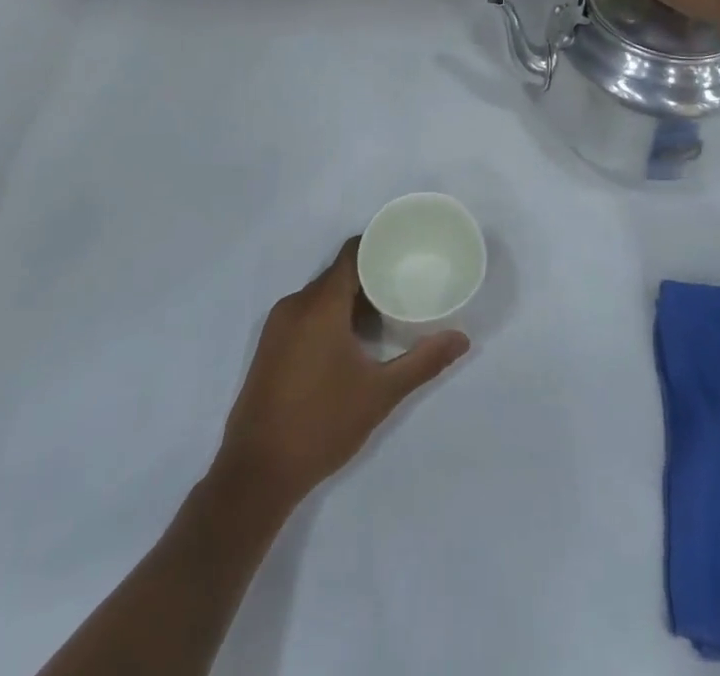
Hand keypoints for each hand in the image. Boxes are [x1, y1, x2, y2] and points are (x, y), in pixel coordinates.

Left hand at [218, 239, 468, 509]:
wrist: (256, 474)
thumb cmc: (322, 424)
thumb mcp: (380, 393)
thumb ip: (423, 361)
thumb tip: (462, 339)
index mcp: (320, 305)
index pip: (351, 253)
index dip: (379, 246)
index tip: (406, 250)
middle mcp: (295, 304)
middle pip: (338, 274)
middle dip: (370, 277)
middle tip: (405, 286)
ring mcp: (277, 325)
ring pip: (321, 295)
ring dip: (350, 300)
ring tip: (385, 315)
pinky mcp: (269, 346)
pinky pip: (305, 313)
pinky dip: (330, 316)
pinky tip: (352, 342)